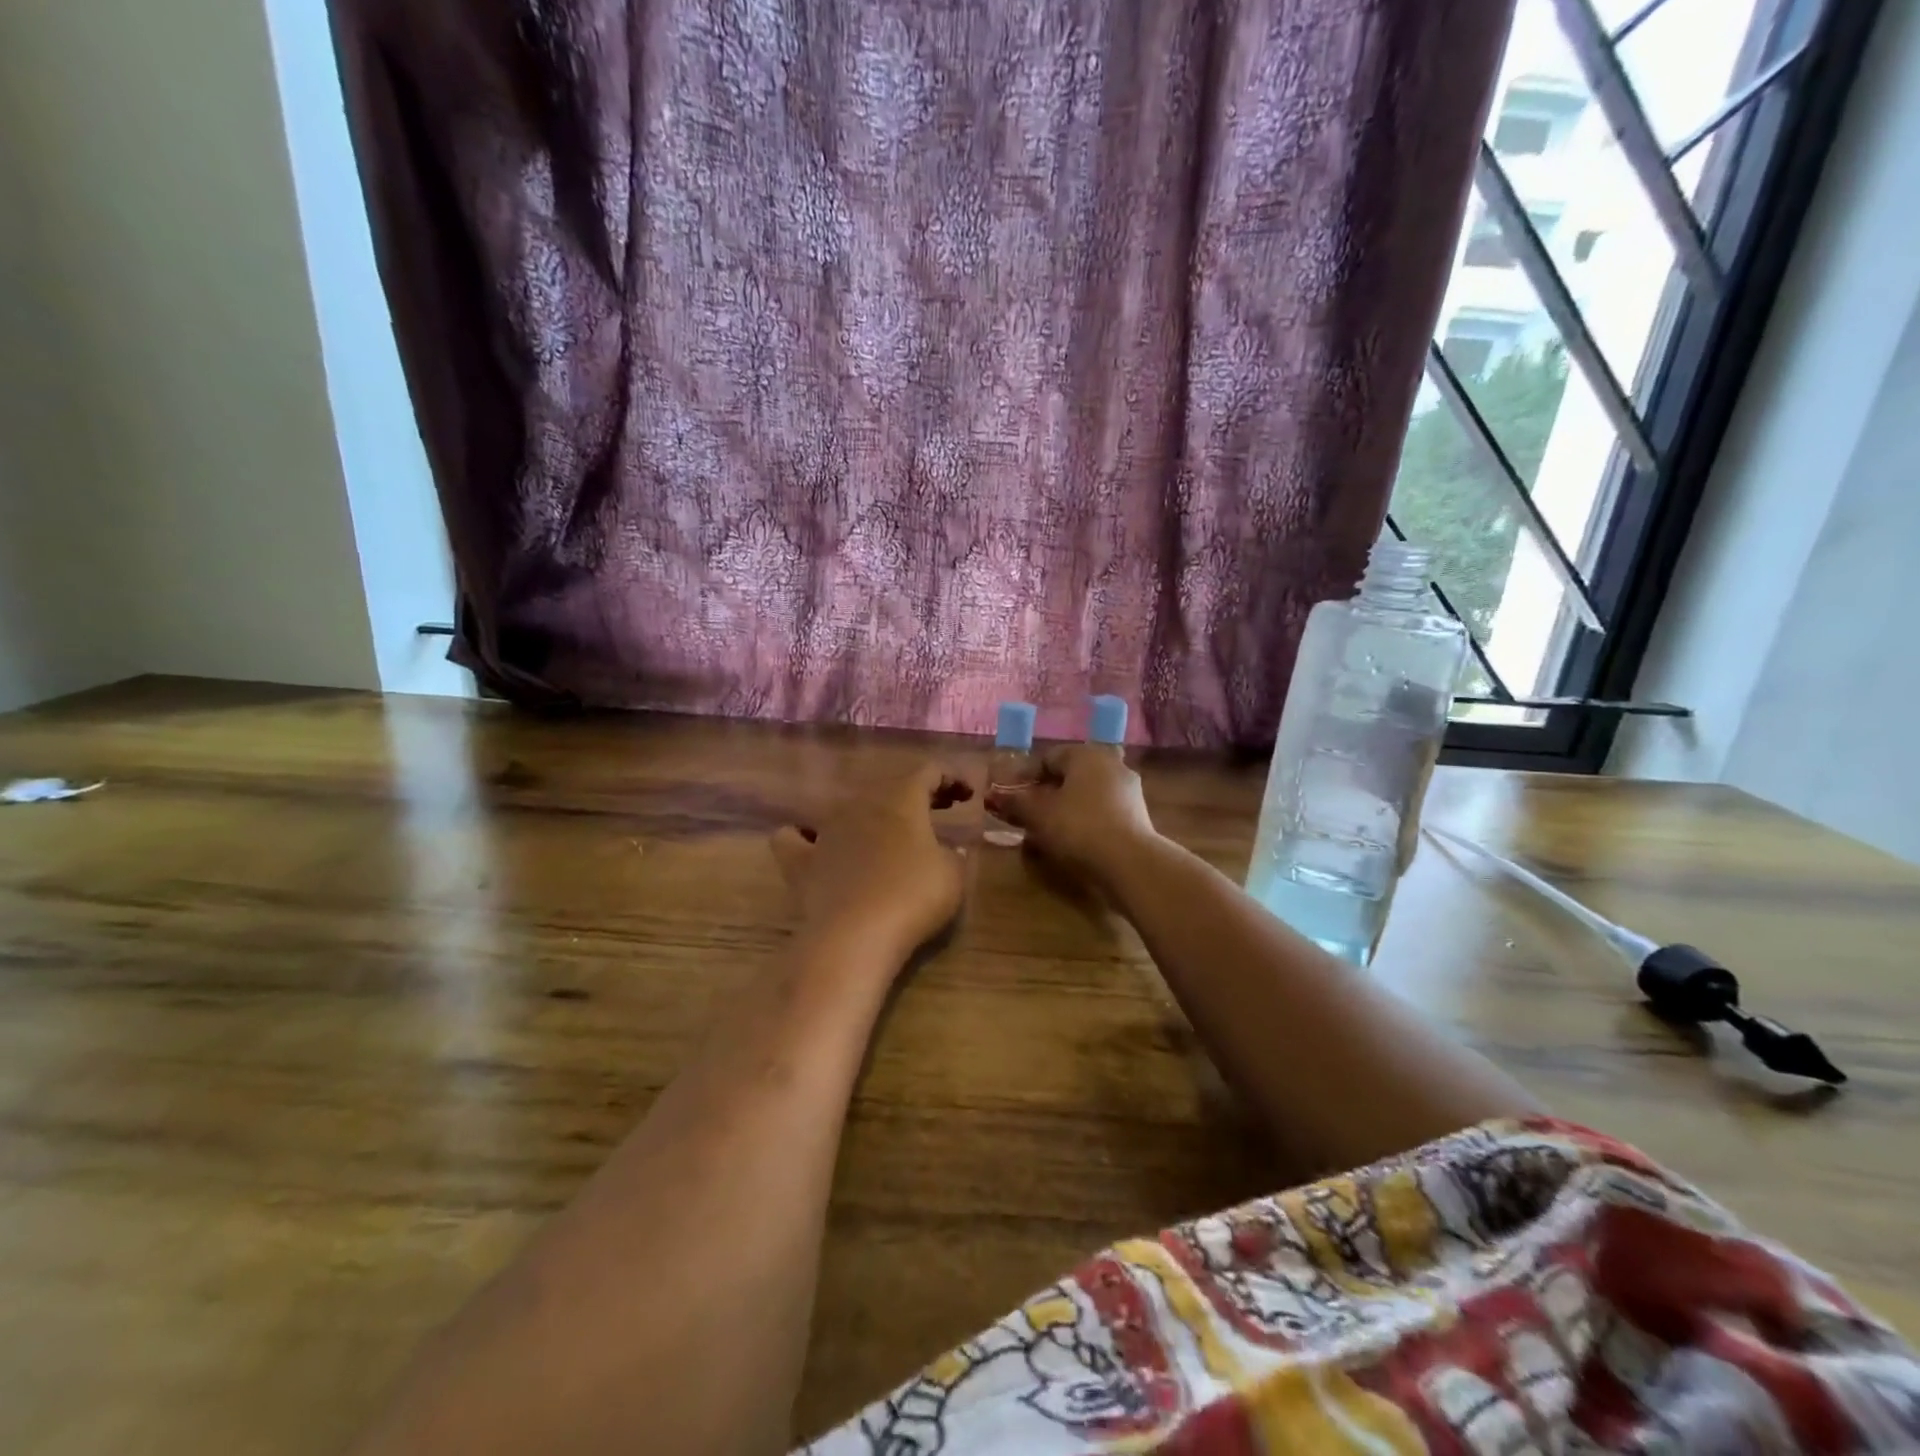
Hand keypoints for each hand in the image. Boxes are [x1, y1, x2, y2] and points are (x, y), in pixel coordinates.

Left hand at [771, 762, 972, 965]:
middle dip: (918, 795)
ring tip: (890, 833)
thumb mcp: (953, 874)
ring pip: (848, 807)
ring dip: (873, 814)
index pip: (929, 772)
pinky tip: (814, 845)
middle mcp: (861, 804)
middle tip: (941, 810)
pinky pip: (794, 839)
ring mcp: (826, 831)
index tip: (969, 795)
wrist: (855, 936)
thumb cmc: (913, 896)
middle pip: (891, 787)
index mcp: (901, 799)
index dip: (952, 778)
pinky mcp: (801, 862)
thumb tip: (945, 851)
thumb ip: (952, 854)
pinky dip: (804, 837)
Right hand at [983, 744, 1157, 889]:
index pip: (1048, 758)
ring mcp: (1128, 790)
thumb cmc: (1078, 827)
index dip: (1024, 777)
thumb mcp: (1038, 814)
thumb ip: (1014, 801)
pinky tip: (1073, 842)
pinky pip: (1102, 812)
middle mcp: (1111, 764)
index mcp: (1086, 754)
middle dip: (1045, 794)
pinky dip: (1085, 822)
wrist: (1129, 863)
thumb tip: (993, 795)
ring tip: (1046, 832)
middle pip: (1069, 776)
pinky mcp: (1138, 816)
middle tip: (1026, 816)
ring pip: (1086, 795)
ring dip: (1065, 809)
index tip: (1009, 799)